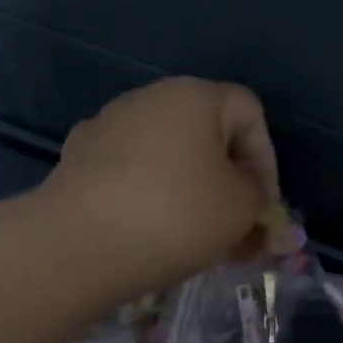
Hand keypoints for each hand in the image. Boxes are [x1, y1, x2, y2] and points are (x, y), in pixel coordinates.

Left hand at [43, 78, 279, 297]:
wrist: (75, 246)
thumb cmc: (175, 215)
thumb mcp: (242, 207)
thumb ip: (259, 195)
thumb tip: (249, 193)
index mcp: (193, 96)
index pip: (250, 113)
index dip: (267, 160)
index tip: (263, 205)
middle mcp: (148, 99)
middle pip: (208, 136)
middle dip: (230, 183)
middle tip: (238, 228)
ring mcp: (107, 127)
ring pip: (171, 158)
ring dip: (194, 193)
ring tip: (199, 240)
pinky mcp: (78, 161)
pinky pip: (134, 175)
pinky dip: (153, 198)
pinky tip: (155, 234)